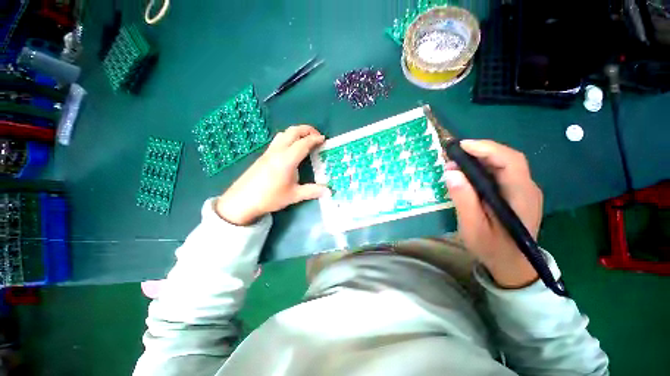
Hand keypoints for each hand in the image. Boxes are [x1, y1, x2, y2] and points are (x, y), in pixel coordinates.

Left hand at [215, 125, 328, 225]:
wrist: (242, 200)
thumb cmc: (270, 197)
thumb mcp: (294, 195)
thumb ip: (312, 191)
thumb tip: (329, 191)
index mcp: (287, 159)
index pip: (304, 143)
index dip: (315, 139)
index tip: (324, 139)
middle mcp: (278, 151)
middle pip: (293, 131)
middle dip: (307, 130)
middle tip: (317, 136)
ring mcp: (269, 151)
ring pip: (284, 133)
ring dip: (297, 132)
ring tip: (305, 140)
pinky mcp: (264, 155)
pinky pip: (278, 139)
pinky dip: (289, 137)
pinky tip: (291, 148)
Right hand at [444, 140, 542, 288]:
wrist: (512, 264)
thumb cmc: (492, 248)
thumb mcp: (473, 227)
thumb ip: (464, 200)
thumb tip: (451, 173)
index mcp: (521, 196)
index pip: (510, 161)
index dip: (487, 149)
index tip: (461, 146)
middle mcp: (527, 188)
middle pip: (507, 159)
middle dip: (480, 152)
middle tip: (453, 155)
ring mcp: (523, 190)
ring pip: (503, 164)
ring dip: (479, 159)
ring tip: (456, 163)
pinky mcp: (515, 193)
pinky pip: (499, 173)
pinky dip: (481, 168)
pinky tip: (466, 173)